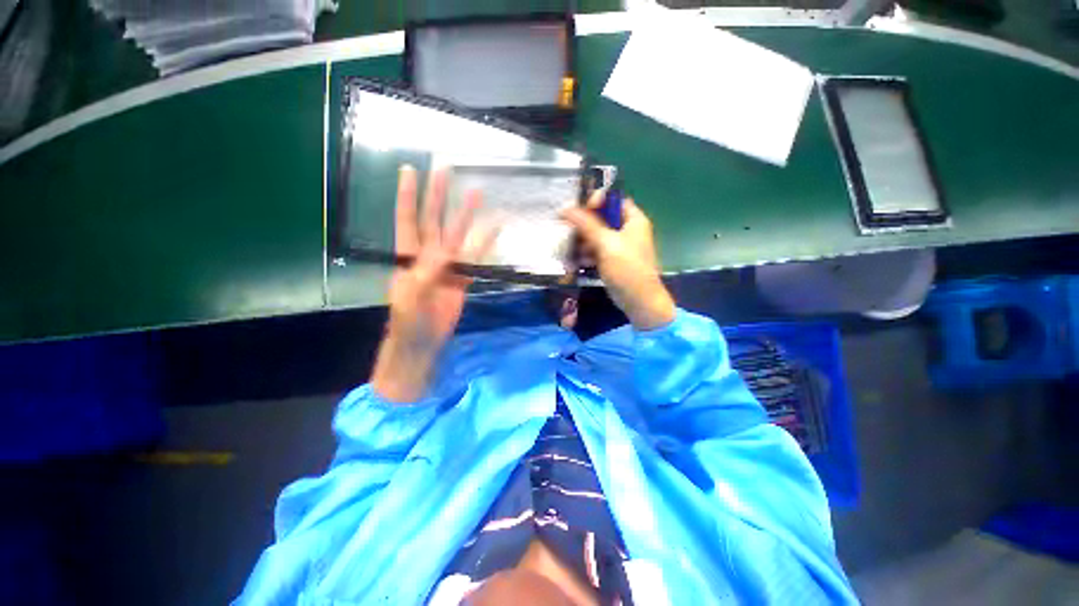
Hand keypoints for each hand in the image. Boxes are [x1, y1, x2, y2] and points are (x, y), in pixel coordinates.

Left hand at [371, 165, 491, 402]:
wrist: (423, 340)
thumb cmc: (408, 319)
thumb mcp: (411, 296)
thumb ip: (426, 273)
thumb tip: (444, 252)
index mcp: (408, 255)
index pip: (407, 219)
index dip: (407, 195)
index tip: (410, 170)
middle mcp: (428, 254)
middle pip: (434, 219)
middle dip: (439, 195)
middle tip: (446, 169)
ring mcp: (447, 265)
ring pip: (458, 235)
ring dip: (466, 215)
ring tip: (477, 193)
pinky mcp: (462, 277)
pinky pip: (476, 257)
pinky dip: (485, 243)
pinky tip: (494, 228)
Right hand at [562, 192, 675, 330]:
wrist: (638, 301)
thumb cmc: (627, 268)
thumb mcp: (606, 243)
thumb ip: (586, 224)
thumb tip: (565, 207)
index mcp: (633, 219)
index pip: (612, 199)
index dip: (596, 201)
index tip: (579, 211)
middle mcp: (627, 229)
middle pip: (601, 218)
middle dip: (584, 226)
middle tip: (571, 232)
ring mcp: (619, 246)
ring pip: (596, 235)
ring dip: (583, 242)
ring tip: (574, 251)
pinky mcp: (612, 260)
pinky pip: (596, 250)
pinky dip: (587, 253)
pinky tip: (579, 262)